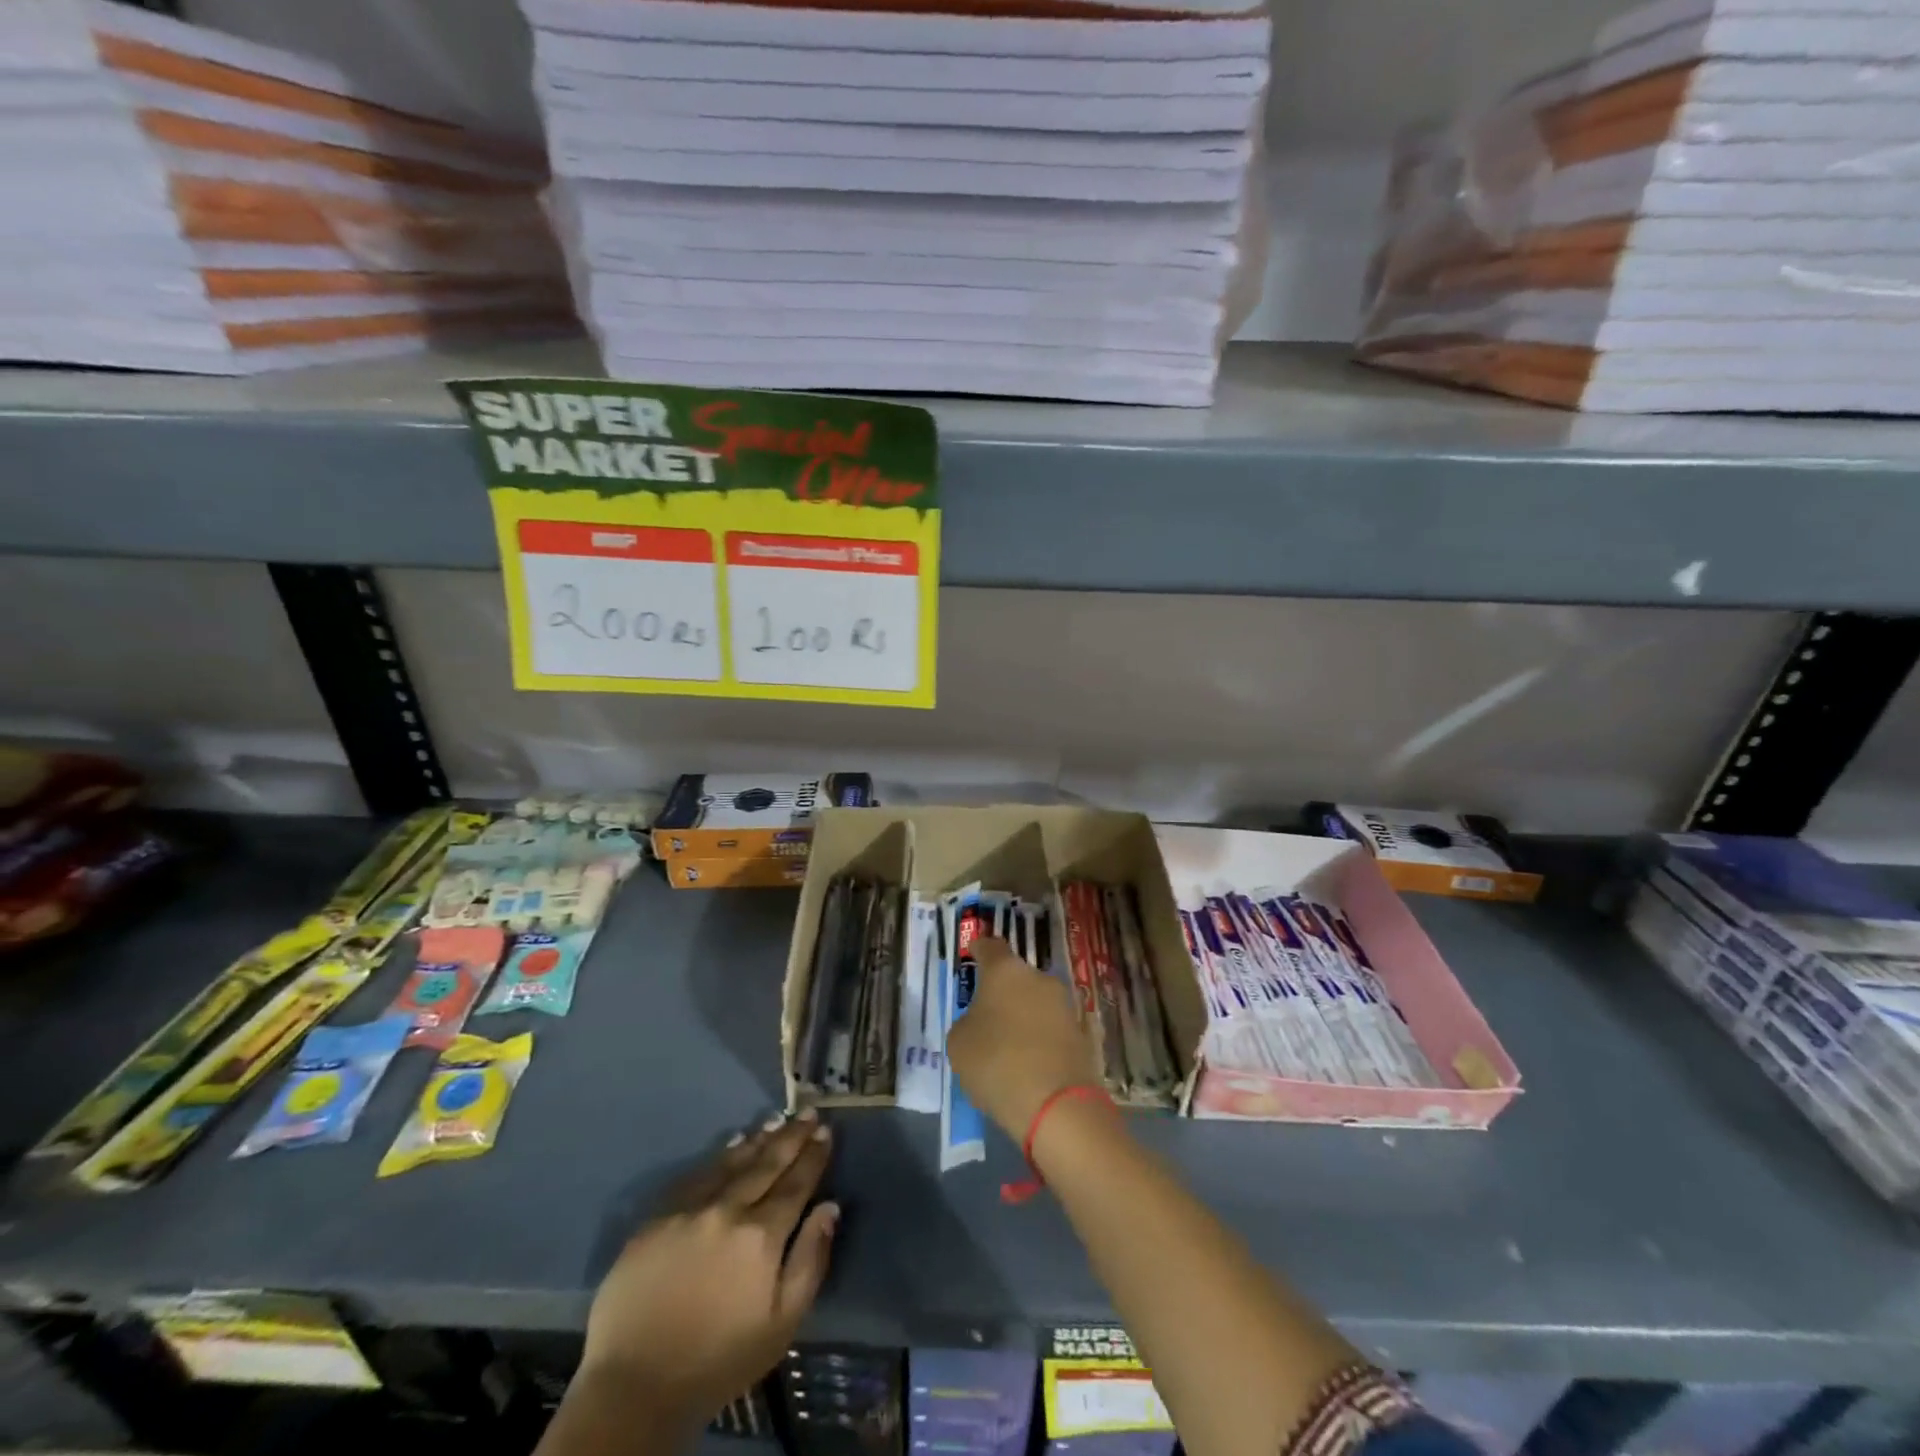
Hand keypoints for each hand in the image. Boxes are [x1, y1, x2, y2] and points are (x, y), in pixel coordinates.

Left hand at [579, 1111, 837, 1427]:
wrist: (634, 1385)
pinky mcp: (659, 1216)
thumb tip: (830, 1207)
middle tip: (807, 1112)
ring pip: (733, 1163)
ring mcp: (690, 1209)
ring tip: (776, 1121)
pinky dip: (720, 1156)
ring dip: (759, 1139)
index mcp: (761, 1236)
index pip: (796, 1184)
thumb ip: (810, 1261)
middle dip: (791, 1137)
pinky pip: (697, 1174)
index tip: (825, 1131)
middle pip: (767, 1164)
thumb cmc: (719, 1360)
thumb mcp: (781, 1324)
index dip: (813, 1156)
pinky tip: (732, 1144)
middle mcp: (728, 1209)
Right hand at [947, 935, 1097, 1138]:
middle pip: (1017, 976)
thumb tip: (980, 1022)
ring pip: (1037, 1002)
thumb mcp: (959, 1044)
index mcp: (1006, 971)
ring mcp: (1066, 1005)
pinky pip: (1053, 1029)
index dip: (979, 950)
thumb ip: (967, 1023)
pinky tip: (1031, 1062)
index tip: (973, 954)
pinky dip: (1042, 1039)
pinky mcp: (1083, 1034)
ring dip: (1025, 1015)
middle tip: (988, 1014)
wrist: (1057, 1105)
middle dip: (1004, 991)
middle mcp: (1039, 978)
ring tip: (1009, 1044)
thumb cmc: (997, 1063)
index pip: (990, 947)